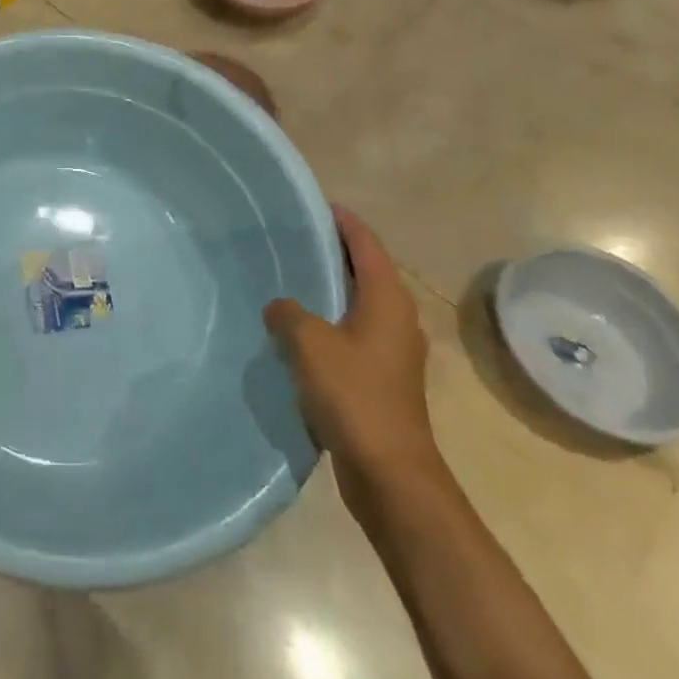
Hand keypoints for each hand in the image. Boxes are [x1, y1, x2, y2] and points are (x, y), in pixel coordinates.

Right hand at [263, 206, 442, 523]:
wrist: (390, 473)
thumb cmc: (353, 395)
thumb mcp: (308, 342)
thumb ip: (288, 313)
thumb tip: (281, 307)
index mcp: (387, 300)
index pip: (366, 245)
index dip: (344, 222)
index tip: (318, 205)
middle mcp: (397, 319)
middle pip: (366, 271)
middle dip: (335, 253)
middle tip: (295, 238)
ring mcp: (392, 351)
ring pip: (358, 304)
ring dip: (331, 289)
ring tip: (292, 278)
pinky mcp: (382, 378)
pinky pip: (352, 332)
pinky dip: (330, 320)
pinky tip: (299, 329)